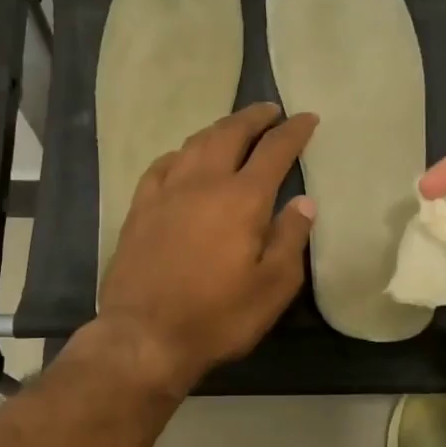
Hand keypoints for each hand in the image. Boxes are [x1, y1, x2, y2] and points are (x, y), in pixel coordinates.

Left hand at [94, 103, 317, 396]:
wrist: (145, 336)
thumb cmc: (217, 317)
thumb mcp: (272, 287)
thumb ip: (290, 239)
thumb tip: (303, 202)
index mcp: (242, 199)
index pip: (274, 151)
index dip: (293, 131)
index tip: (307, 118)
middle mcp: (203, 183)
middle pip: (230, 134)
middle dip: (253, 117)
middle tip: (270, 110)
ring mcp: (165, 193)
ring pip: (194, 144)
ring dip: (218, 129)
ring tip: (232, 128)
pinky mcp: (139, 210)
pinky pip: (162, 166)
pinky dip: (180, 153)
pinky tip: (183, 158)